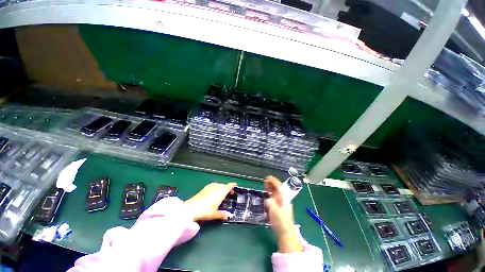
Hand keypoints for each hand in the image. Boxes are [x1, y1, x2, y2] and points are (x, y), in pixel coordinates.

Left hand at [185, 182, 236, 221]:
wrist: (191, 208)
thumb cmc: (205, 211)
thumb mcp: (215, 214)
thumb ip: (223, 214)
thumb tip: (229, 216)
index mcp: (221, 191)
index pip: (229, 185)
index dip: (233, 185)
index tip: (236, 186)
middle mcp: (217, 187)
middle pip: (224, 185)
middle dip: (227, 188)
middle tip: (229, 194)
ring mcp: (210, 186)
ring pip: (219, 185)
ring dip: (222, 188)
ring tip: (222, 194)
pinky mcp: (205, 188)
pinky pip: (214, 186)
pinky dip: (216, 188)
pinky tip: (214, 193)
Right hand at [265, 176, 302, 252]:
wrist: (285, 234)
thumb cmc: (281, 222)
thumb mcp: (274, 211)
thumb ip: (270, 203)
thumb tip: (268, 199)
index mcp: (283, 198)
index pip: (279, 186)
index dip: (273, 181)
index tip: (267, 178)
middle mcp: (283, 199)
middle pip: (278, 188)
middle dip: (272, 183)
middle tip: (265, 182)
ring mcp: (281, 203)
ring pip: (276, 193)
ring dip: (271, 188)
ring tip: (265, 186)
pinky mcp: (279, 208)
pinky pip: (274, 198)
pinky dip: (270, 194)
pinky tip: (267, 195)